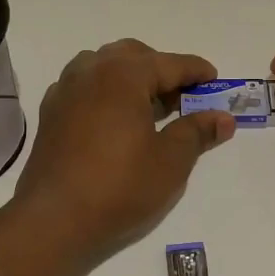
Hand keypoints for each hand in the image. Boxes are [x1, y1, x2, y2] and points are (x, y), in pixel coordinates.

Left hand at [12, 40, 235, 258]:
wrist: (54, 219)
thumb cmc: (119, 186)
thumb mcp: (171, 161)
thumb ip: (197, 131)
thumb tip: (223, 118)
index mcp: (123, 75)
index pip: (169, 63)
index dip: (196, 71)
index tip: (215, 79)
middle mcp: (91, 71)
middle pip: (133, 56)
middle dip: (161, 69)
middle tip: (182, 97)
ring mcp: (65, 90)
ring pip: (104, 66)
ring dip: (130, 77)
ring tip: (148, 107)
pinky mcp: (51, 112)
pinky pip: (84, 86)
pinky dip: (105, 91)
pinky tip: (114, 120)